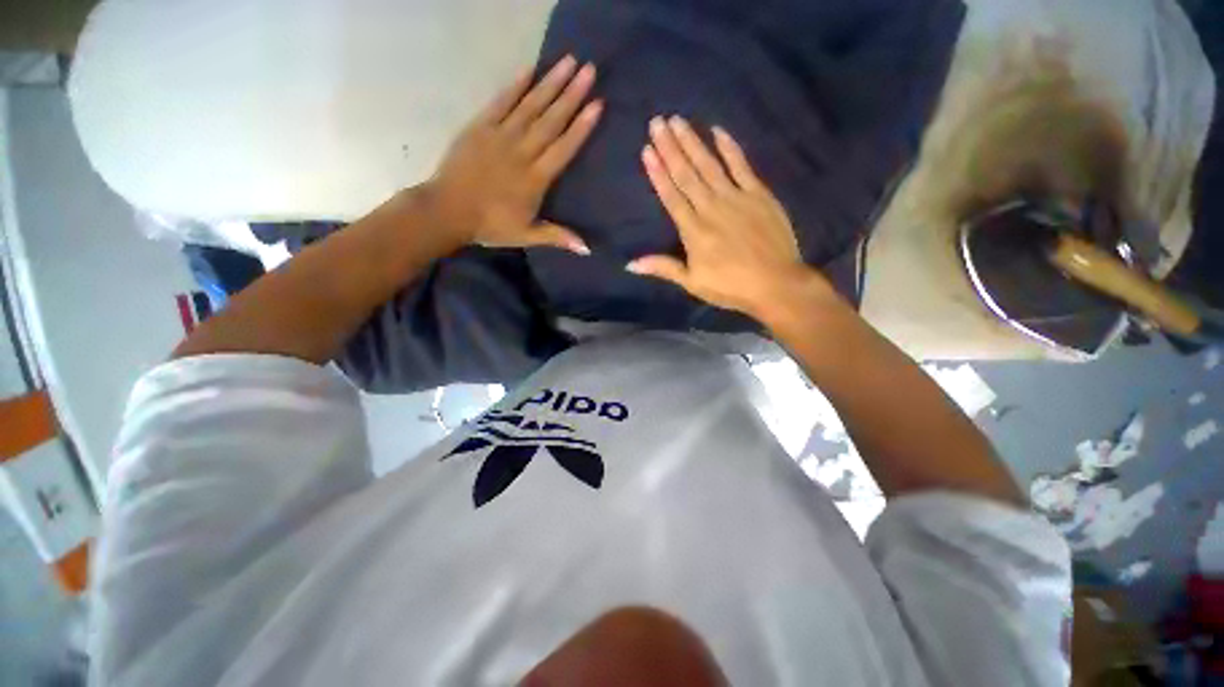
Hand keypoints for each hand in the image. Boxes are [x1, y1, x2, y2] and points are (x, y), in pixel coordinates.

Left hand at [422, 55, 602, 253]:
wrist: (448, 210)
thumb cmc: (491, 226)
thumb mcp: (527, 235)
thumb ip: (558, 237)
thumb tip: (588, 250)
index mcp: (535, 179)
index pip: (563, 148)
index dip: (581, 127)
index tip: (597, 104)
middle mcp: (521, 152)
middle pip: (550, 120)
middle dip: (571, 95)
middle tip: (589, 70)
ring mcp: (499, 136)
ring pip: (529, 106)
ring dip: (550, 83)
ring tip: (568, 61)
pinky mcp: (479, 126)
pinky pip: (500, 102)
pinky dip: (515, 86)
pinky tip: (529, 69)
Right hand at [628, 116, 836, 320]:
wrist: (775, 284)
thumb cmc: (730, 287)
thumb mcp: (692, 283)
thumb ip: (663, 267)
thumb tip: (630, 264)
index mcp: (693, 231)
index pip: (671, 196)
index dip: (658, 173)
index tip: (647, 150)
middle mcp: (711, 208)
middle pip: (687, 175)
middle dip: (670, 148)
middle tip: (657, 122)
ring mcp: (736, 198)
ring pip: (709, 165)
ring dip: (692, 142)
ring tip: (677, 121)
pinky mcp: (759, 194)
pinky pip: (742, 166)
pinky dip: (729, 148)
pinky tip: (717, 130)